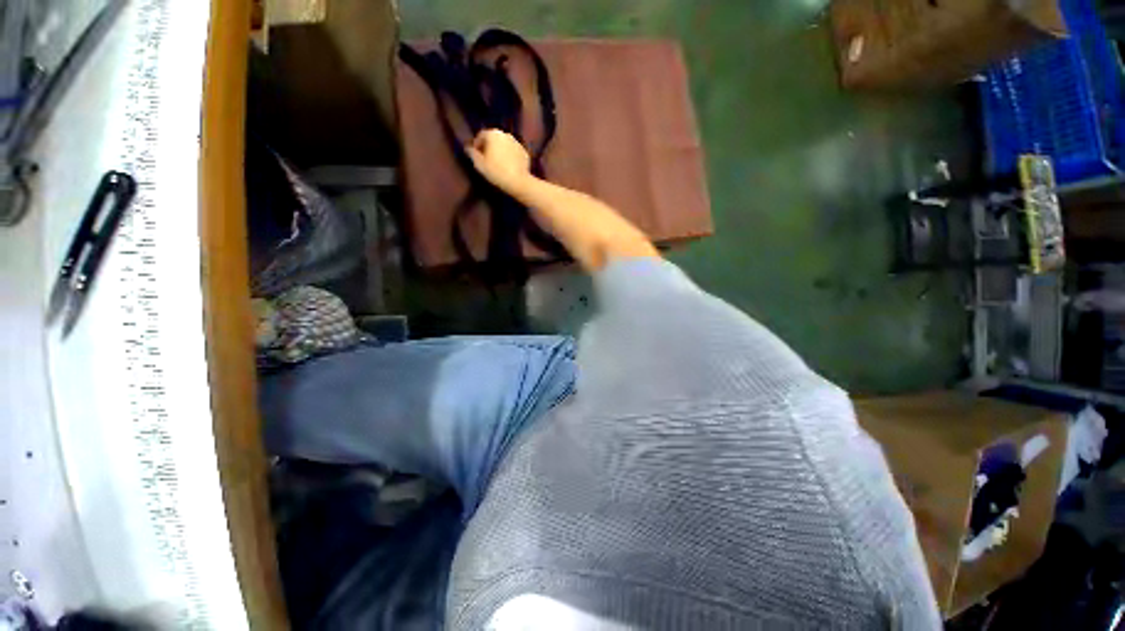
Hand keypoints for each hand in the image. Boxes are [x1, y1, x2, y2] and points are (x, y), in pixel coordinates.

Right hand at [466, 129, 531, 190]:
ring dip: (498, 149)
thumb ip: (472, 153)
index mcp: (493, 134)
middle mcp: (506, 134)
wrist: (517, 180)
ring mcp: (516, 141)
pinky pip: (512, 149)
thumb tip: (468, 148)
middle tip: (483, 157)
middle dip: (487, 145)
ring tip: (494, 161)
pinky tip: (505, 164)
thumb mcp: (478, 163)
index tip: (475, 153)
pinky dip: (507, 153)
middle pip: (493, 137)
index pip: (481, 135)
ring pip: (503, 143)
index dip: (476, 143)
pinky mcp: (523, 150)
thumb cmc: (494, 170)